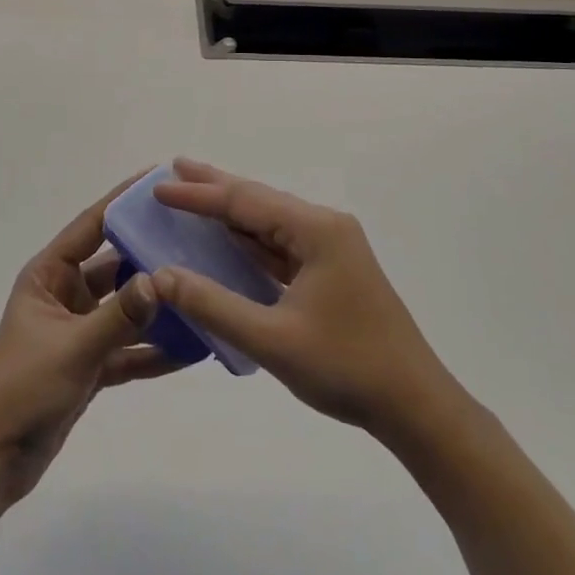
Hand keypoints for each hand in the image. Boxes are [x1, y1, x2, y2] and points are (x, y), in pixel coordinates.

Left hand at [0, 178, 176, 507]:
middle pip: (115, 264)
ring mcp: (79, 330)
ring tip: (202, 289)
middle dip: (150, 254)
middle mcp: (65, 294)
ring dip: (158, 305)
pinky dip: (155, 348)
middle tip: (195, 236)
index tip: (158, 179)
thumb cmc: (22, 389)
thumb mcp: (72, 348)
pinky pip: (129, 348)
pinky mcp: (90, 365)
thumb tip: (160, 279)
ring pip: (126, 308)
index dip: (122, 201)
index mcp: (49, 275)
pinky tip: (193, 347)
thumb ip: (118, 316)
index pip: (91, 225)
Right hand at [151, 159, 456, 436]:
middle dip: (214, 187)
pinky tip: (229, 240)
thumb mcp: (272, 340)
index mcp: (316, 230)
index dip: (199, 195)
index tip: (159, 186)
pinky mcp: (332, 270)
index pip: (245, 202)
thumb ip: (213, 304)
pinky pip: (281, 246)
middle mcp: (324, 227)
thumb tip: (161, 276)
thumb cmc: (346, 367)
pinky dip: (250, 241)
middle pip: (259, 200)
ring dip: (231, 213)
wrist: (415, 405)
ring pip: (270, 222)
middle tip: (172, 169)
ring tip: (192, 197)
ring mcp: (331, 248)